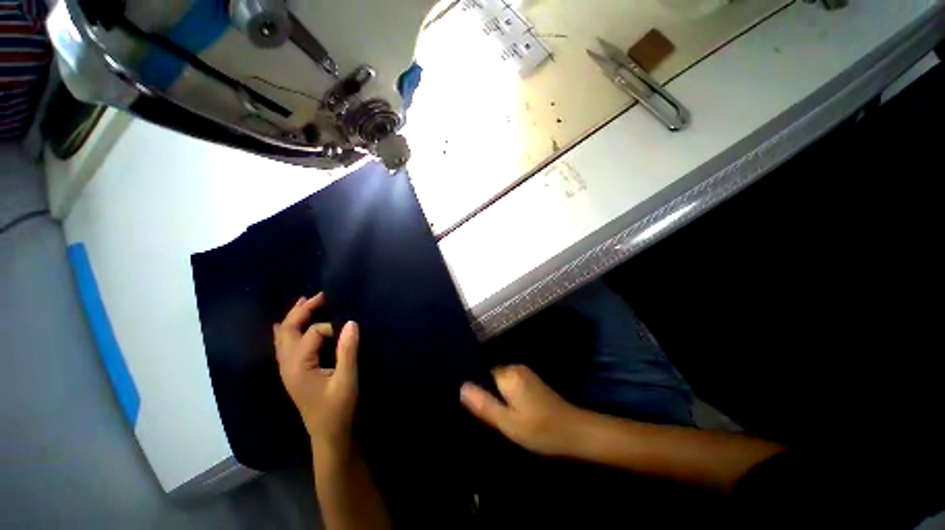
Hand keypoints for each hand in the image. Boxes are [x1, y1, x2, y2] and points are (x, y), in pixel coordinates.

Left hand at [273, 293, 359, 450]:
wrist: (327, 434)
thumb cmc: (338, 408)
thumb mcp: (347, 380)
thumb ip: (348, 350)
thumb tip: (351, 322)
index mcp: (298, 366)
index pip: (313, 333)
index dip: (332, 327)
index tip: (350, 331)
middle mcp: (287, 364)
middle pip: (288, 329)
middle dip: (303, 310)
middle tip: (321, 295)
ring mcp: (286, 369)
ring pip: (282, 336)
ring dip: (293, 316)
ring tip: (306, 301)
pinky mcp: (291, 372)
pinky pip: (283, 345)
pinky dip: (286, 330)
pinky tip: (286, 325)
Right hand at [460, 365, 586, 456]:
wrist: (575, 431)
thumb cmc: (540, 429)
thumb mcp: (507, 422)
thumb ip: (484, 404)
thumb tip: (461, 387)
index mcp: (508, 374)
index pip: (481, 372)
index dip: (474, 387)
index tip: (469, 404)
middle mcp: (515, 368)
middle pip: (490, 376)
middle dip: (485, 392)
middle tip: (480, 414)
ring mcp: (525, 374)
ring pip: (500, 381)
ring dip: (496, 395)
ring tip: (491, 413)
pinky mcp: (531, 381)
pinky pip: (510, 384)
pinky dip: (505, 395)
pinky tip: (507, 410)